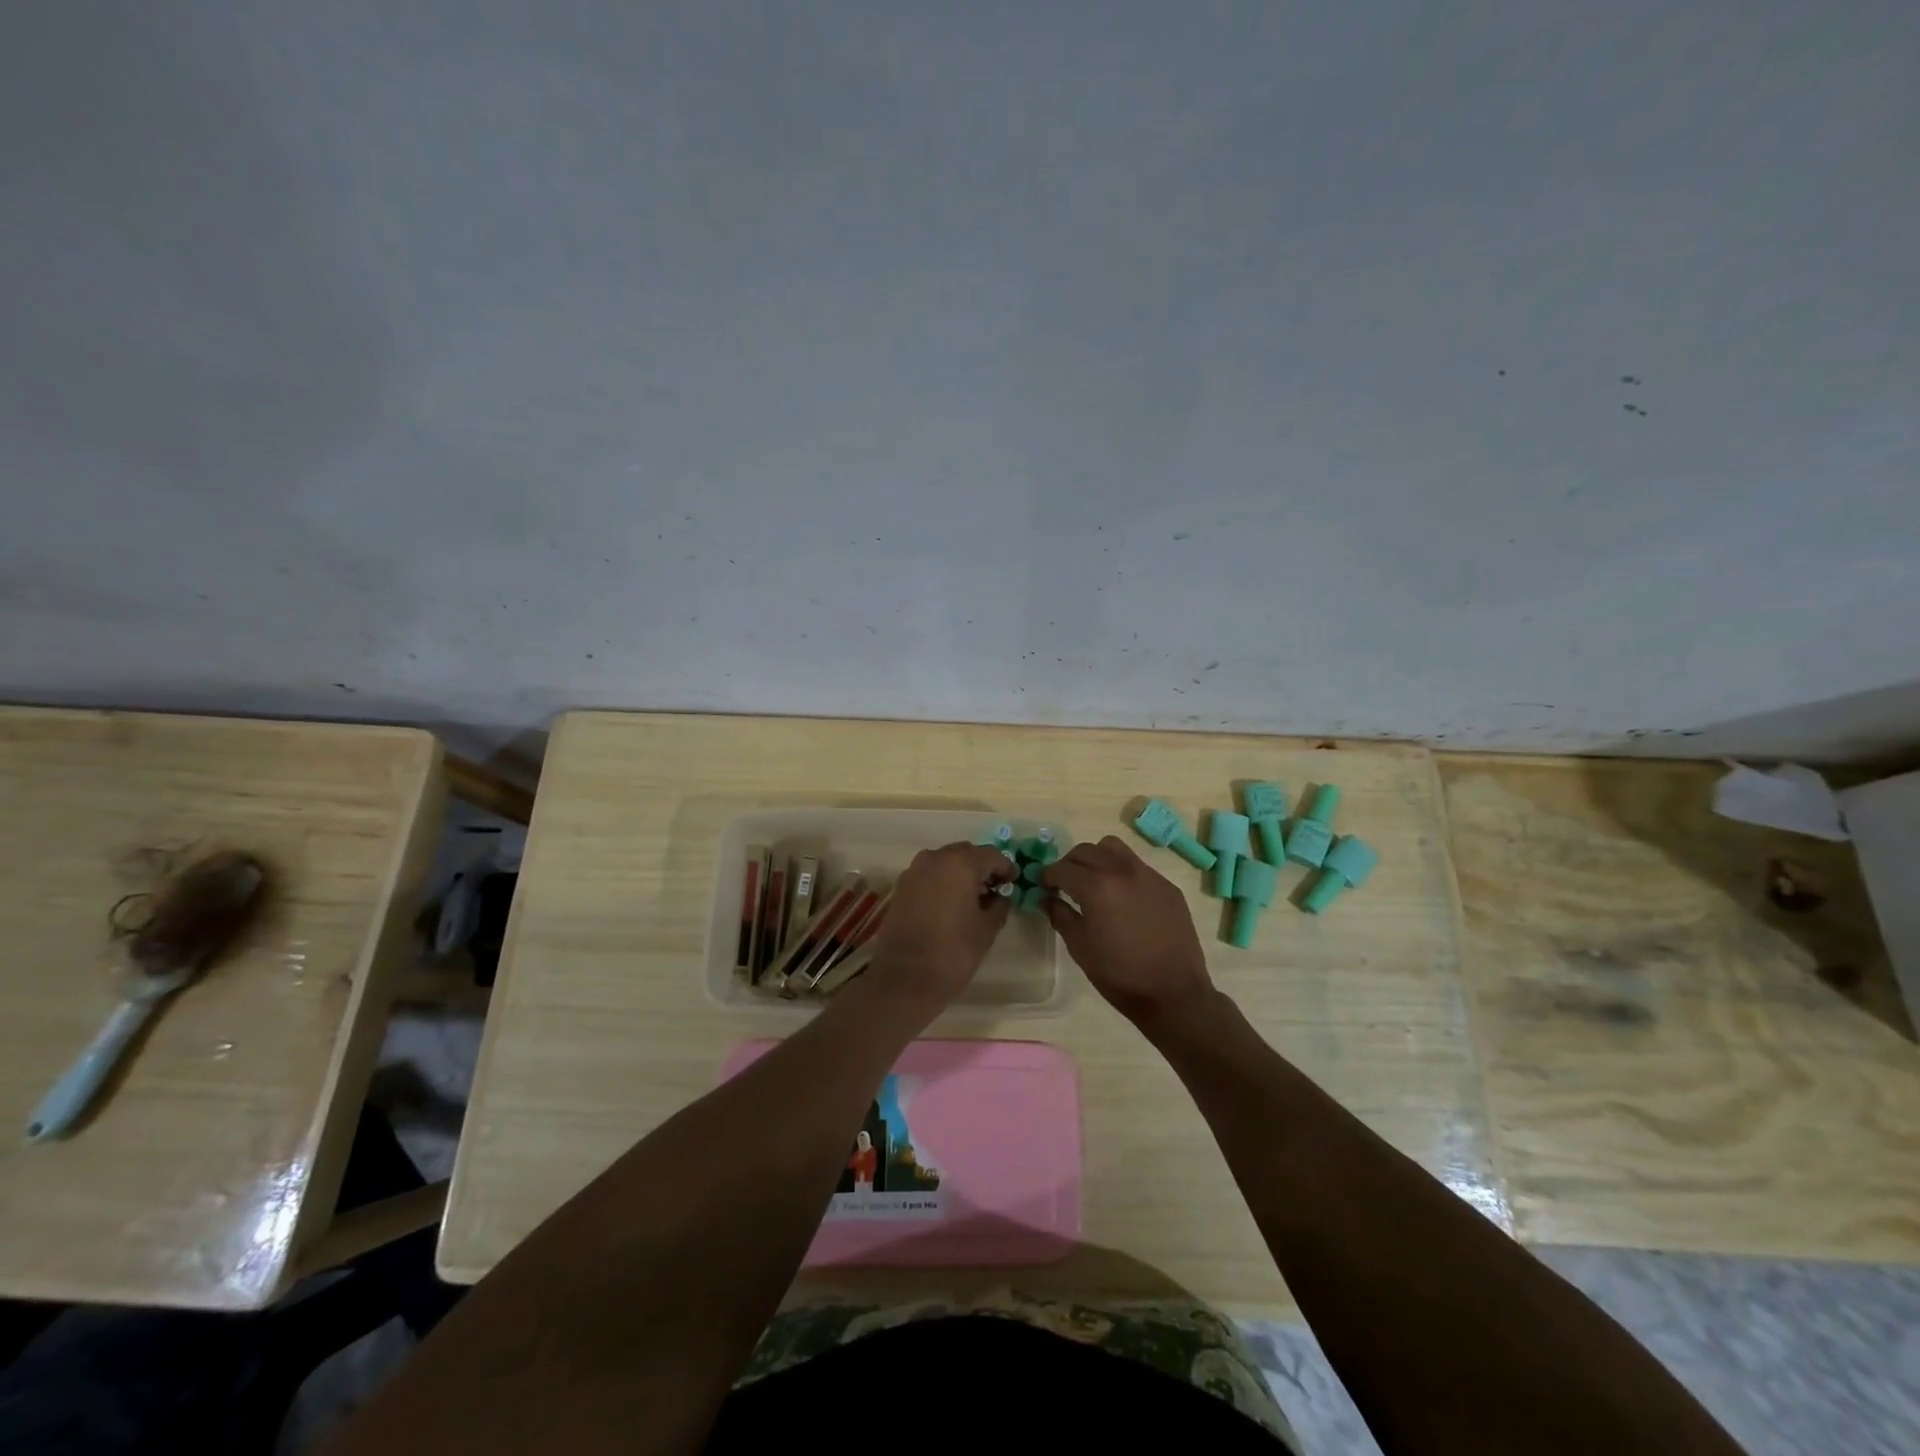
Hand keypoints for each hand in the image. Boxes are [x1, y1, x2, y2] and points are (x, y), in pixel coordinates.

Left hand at [867, 842, 1014, 1012]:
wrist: (904, 979)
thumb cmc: (953, 953)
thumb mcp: (986, 929)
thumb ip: (999, 905)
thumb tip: (1000, 895)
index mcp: (960, 864)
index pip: (992, 855)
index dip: (1006, 868)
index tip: (1014, 883)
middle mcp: (935, 858)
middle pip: (966, 853)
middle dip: (981, 868)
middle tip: (994, 890)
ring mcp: (914, 871)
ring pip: (945, 862)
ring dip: (960, 873)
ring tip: (972, 899)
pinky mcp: (901, 887)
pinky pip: (928, 875)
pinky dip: (942, 882)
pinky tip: (949, 905)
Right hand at [1041, 836, 1213, 1028]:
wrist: (1173, 993)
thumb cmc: (1119, 974)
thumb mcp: (1080, 947)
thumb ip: (1060, 915)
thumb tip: (1047, 898)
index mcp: (1097, 886)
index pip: (1062, 868)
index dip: (1047, 876)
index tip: (1043, 886)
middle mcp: (1122, 870)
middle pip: (1086, 850)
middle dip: (1070, 864)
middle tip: (1065, 884)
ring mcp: (1149, 875)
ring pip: (1113, 848)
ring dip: (1096, 858)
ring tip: (1094, 882)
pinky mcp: (1167, 886)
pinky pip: (1137, 866)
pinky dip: (1122, 872)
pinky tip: (1124, 899)